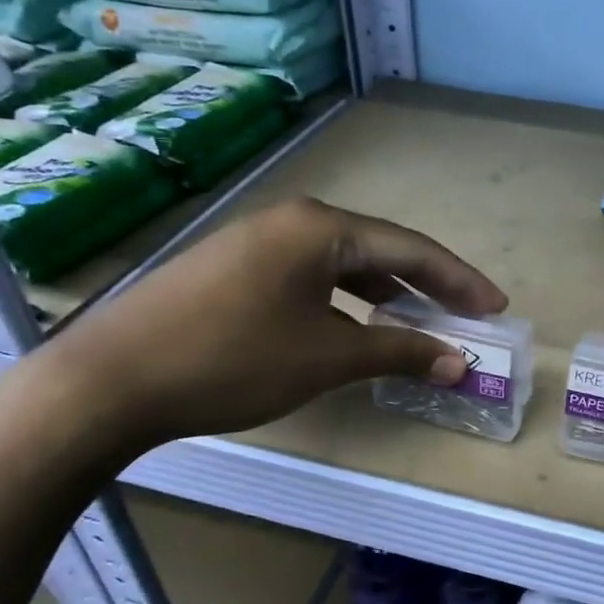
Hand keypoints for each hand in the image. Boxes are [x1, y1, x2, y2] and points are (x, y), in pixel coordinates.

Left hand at [40, 198, 505, 449]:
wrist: (107, 382)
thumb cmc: (233, 360)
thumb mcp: (328, 357)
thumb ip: (400, 352)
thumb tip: (459, 363)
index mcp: (321, 228)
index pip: (412, 249)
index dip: (460, 281)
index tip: (496, 307)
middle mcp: (291, 222)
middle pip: (380, 250)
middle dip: (427, 287)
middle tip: (466, 316)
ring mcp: (256, 243)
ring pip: (342, 266)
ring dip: (385, 296)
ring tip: (417, 326)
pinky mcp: (231, 269)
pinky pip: (309, 278)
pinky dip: (343, 303)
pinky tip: (352, 329)